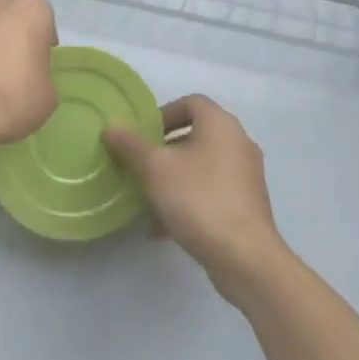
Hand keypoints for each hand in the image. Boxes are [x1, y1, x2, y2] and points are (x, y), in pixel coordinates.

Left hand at [0, 0, 58, 149]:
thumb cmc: (14, 97)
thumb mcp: (48, 94)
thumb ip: (41, 74)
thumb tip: (28, 77)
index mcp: (30, 9)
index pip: (44, 17)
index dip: (44, 39)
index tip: (41, 60)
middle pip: (12, 16)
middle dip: (15, 35)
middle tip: (17, 65)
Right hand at [103, 96, 288, 294]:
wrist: (245, 257)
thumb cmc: (198, 199)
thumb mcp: (154, 168)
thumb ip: (130, 144)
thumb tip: (111, 127)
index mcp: (220, 125)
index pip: (191, 102)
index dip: (163, 113)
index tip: (142, 136)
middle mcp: (238, 143)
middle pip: (194, 135)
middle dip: (163, 150)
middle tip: (139, 165)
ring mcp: (246, 175)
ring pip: (200, 166)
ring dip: (172, 178)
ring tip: (146, 200)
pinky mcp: (247, 204)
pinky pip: (210, 190)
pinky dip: (187, 199)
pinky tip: (162, 227)